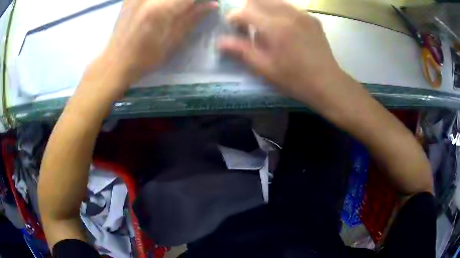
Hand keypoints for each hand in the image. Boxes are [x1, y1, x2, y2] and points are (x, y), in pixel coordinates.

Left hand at [100, 0, 216, 92]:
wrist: (116, 62)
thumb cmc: (145, 58)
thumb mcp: (173, 41)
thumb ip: (193, 18)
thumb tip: (213, 4)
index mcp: (161, 9)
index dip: (203, 0)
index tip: (207, 4)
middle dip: (187, 2)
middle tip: (190, 8)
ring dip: (175, 3)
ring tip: (178, 9)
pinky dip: (161, 2)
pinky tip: (163, 7)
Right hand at [218, 0, 358, 114]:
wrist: (328, 83)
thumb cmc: (295, 80)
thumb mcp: (265, 69)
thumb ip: (241, 51)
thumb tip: (220, 41)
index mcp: (275, 28)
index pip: (244, 11)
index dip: (234, 18)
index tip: (234, 28)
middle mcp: (289, 14)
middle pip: (258, 0)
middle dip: (248, 10)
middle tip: (249, 26)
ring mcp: (303, 14)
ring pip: (274, 1)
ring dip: (263, 9)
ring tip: (266, 27)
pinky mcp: (312, 18)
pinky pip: (289, 7)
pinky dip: (279, 12)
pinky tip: (283, 28)